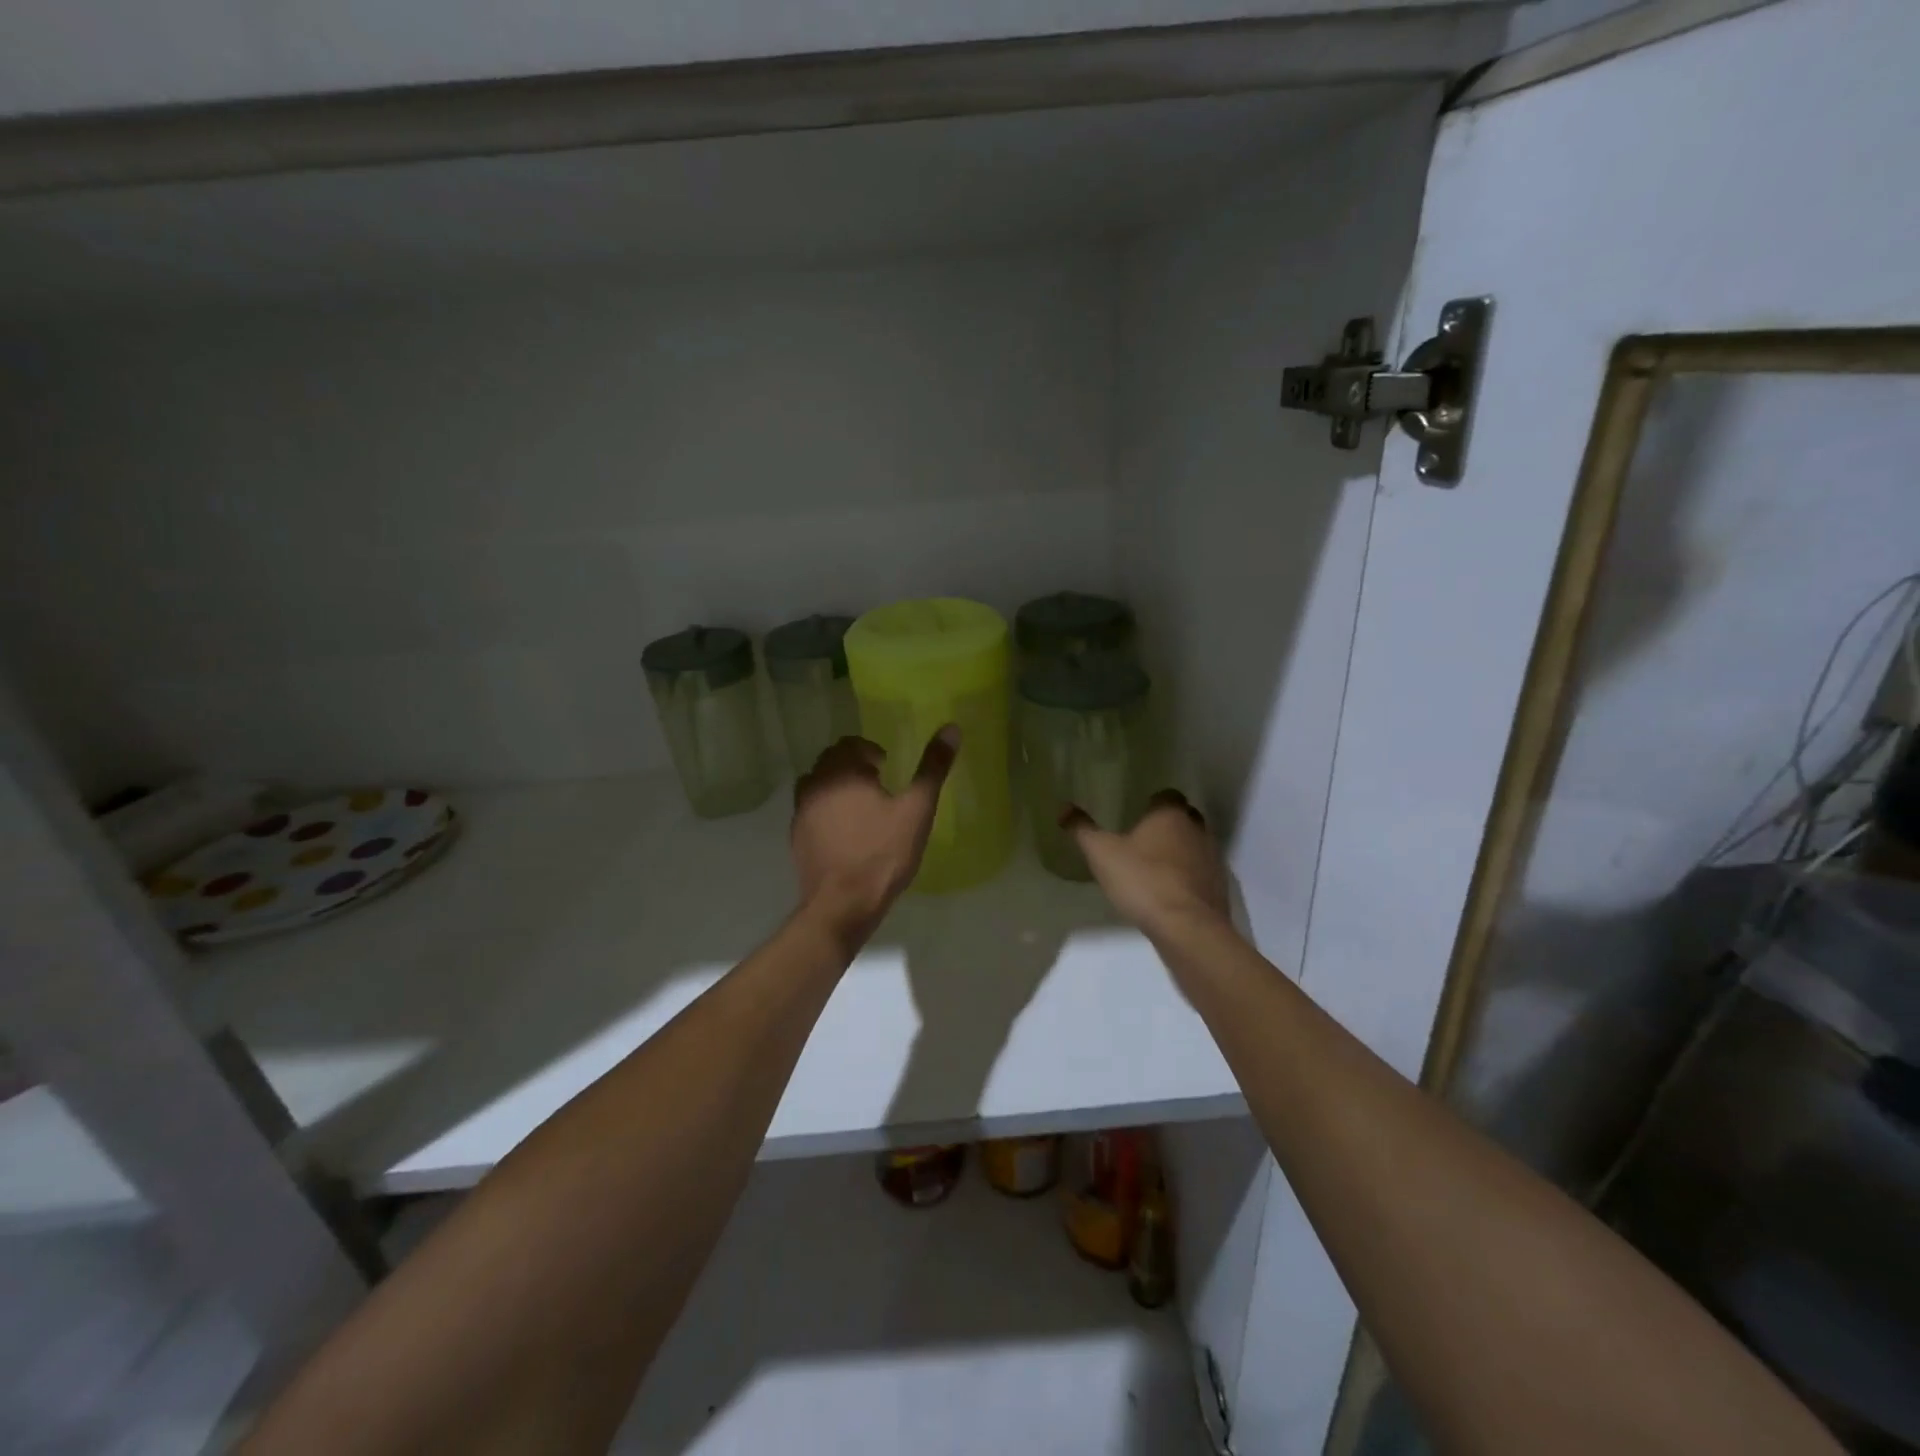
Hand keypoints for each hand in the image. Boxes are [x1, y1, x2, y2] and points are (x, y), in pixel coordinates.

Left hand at [792, 729, 959, 945]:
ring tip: (862, 809)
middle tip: (879, 786)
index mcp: (842, 771)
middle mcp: (814, 785)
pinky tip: (846, 834)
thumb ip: (933, 768)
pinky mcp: (796, 838)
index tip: (887, 769)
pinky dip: (827, 813)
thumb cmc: (883, 853)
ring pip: (817, 786)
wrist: (843, 904)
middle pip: (831, 762)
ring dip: (837, 788)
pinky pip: (811, 813)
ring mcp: (800, 813)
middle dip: (853, 767)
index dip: (870, 751)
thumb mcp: (917, 809)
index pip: (849, 743)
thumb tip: (951, 728)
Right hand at [1064, 790, 1229, 936]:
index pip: (1166, 795)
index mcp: (1171, 814)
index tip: (1135, 815)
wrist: (1187, 928)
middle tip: (1141, 840)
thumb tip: (1063, 808)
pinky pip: (1200, 874)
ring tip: (1152, 868)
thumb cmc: (1143, 880)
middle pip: (1183, 819)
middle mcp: (1197, 829)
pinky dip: (1186, 878)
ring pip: (1194, 846)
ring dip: (1178, 853)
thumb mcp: (1102, 854)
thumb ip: (1083, 830)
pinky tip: (1168, 893)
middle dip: (1166, 826)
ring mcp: (1212, 859)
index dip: (1152, 803)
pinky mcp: (1218, 888)